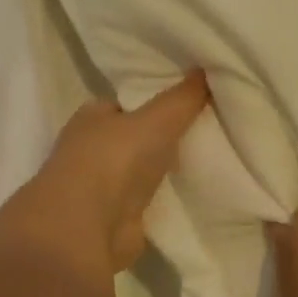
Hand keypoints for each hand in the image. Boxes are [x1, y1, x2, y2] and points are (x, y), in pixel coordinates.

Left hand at [0, 72, 210, 279]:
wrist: (86, 229)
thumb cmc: (113, 160)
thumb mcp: (157, 119)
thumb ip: (183, 98)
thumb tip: (207, 68)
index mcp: (92, 117)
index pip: (128, 102)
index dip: (156, 100)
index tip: (192, 99)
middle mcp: (93, 149)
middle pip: (137, 137)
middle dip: (165, 136)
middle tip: (209, 129)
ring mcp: (103, 187)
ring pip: (144, 170)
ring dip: (167, 169)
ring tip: (211, 158)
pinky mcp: (117, 219)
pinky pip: (150, 201)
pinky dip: (168, 199)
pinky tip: (198, 194)